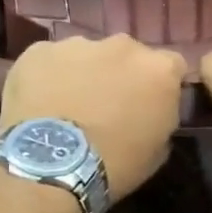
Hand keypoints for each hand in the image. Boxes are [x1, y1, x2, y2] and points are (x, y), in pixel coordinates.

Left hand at [0, 35, 187, 196]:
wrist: (53, 167)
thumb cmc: (115, 165)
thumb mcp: (157, 150)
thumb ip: (160, 117)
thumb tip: (151, 112)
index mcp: (159, 69)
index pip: (172, 66)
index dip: (159, 84)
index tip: (149, 103)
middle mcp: (123, 46)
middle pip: (127, 55)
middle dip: (120, 74)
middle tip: (106, 105)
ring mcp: (78, 44)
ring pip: (86, 55)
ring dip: (83, 73)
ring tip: (68, 106)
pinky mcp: (39, 51)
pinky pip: (49, 60)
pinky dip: (47, 77)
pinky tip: (40, 104)